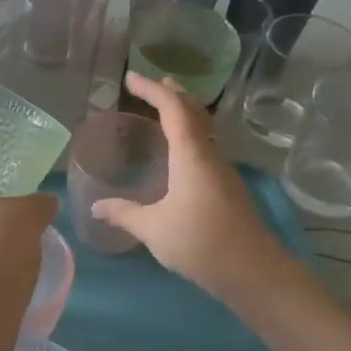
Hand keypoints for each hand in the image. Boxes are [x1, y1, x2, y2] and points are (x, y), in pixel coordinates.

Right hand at [91, 72, 284, 301]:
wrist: (254, 272)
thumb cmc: (200, 242)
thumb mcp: (153, 228)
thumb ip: (124, 214)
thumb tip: (96, 206)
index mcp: (191, 155)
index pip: (173, 108)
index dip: (152, 89)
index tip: (130, 78)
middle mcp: (210, 156)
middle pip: (194, 113)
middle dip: (173, 95)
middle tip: (152, 86)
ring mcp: (223, 172)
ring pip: (203, 131)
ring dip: (184, 116)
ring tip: (164, 114)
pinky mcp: (228, 190)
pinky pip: (205, 150)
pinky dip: (189, 139)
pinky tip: (179, 157)